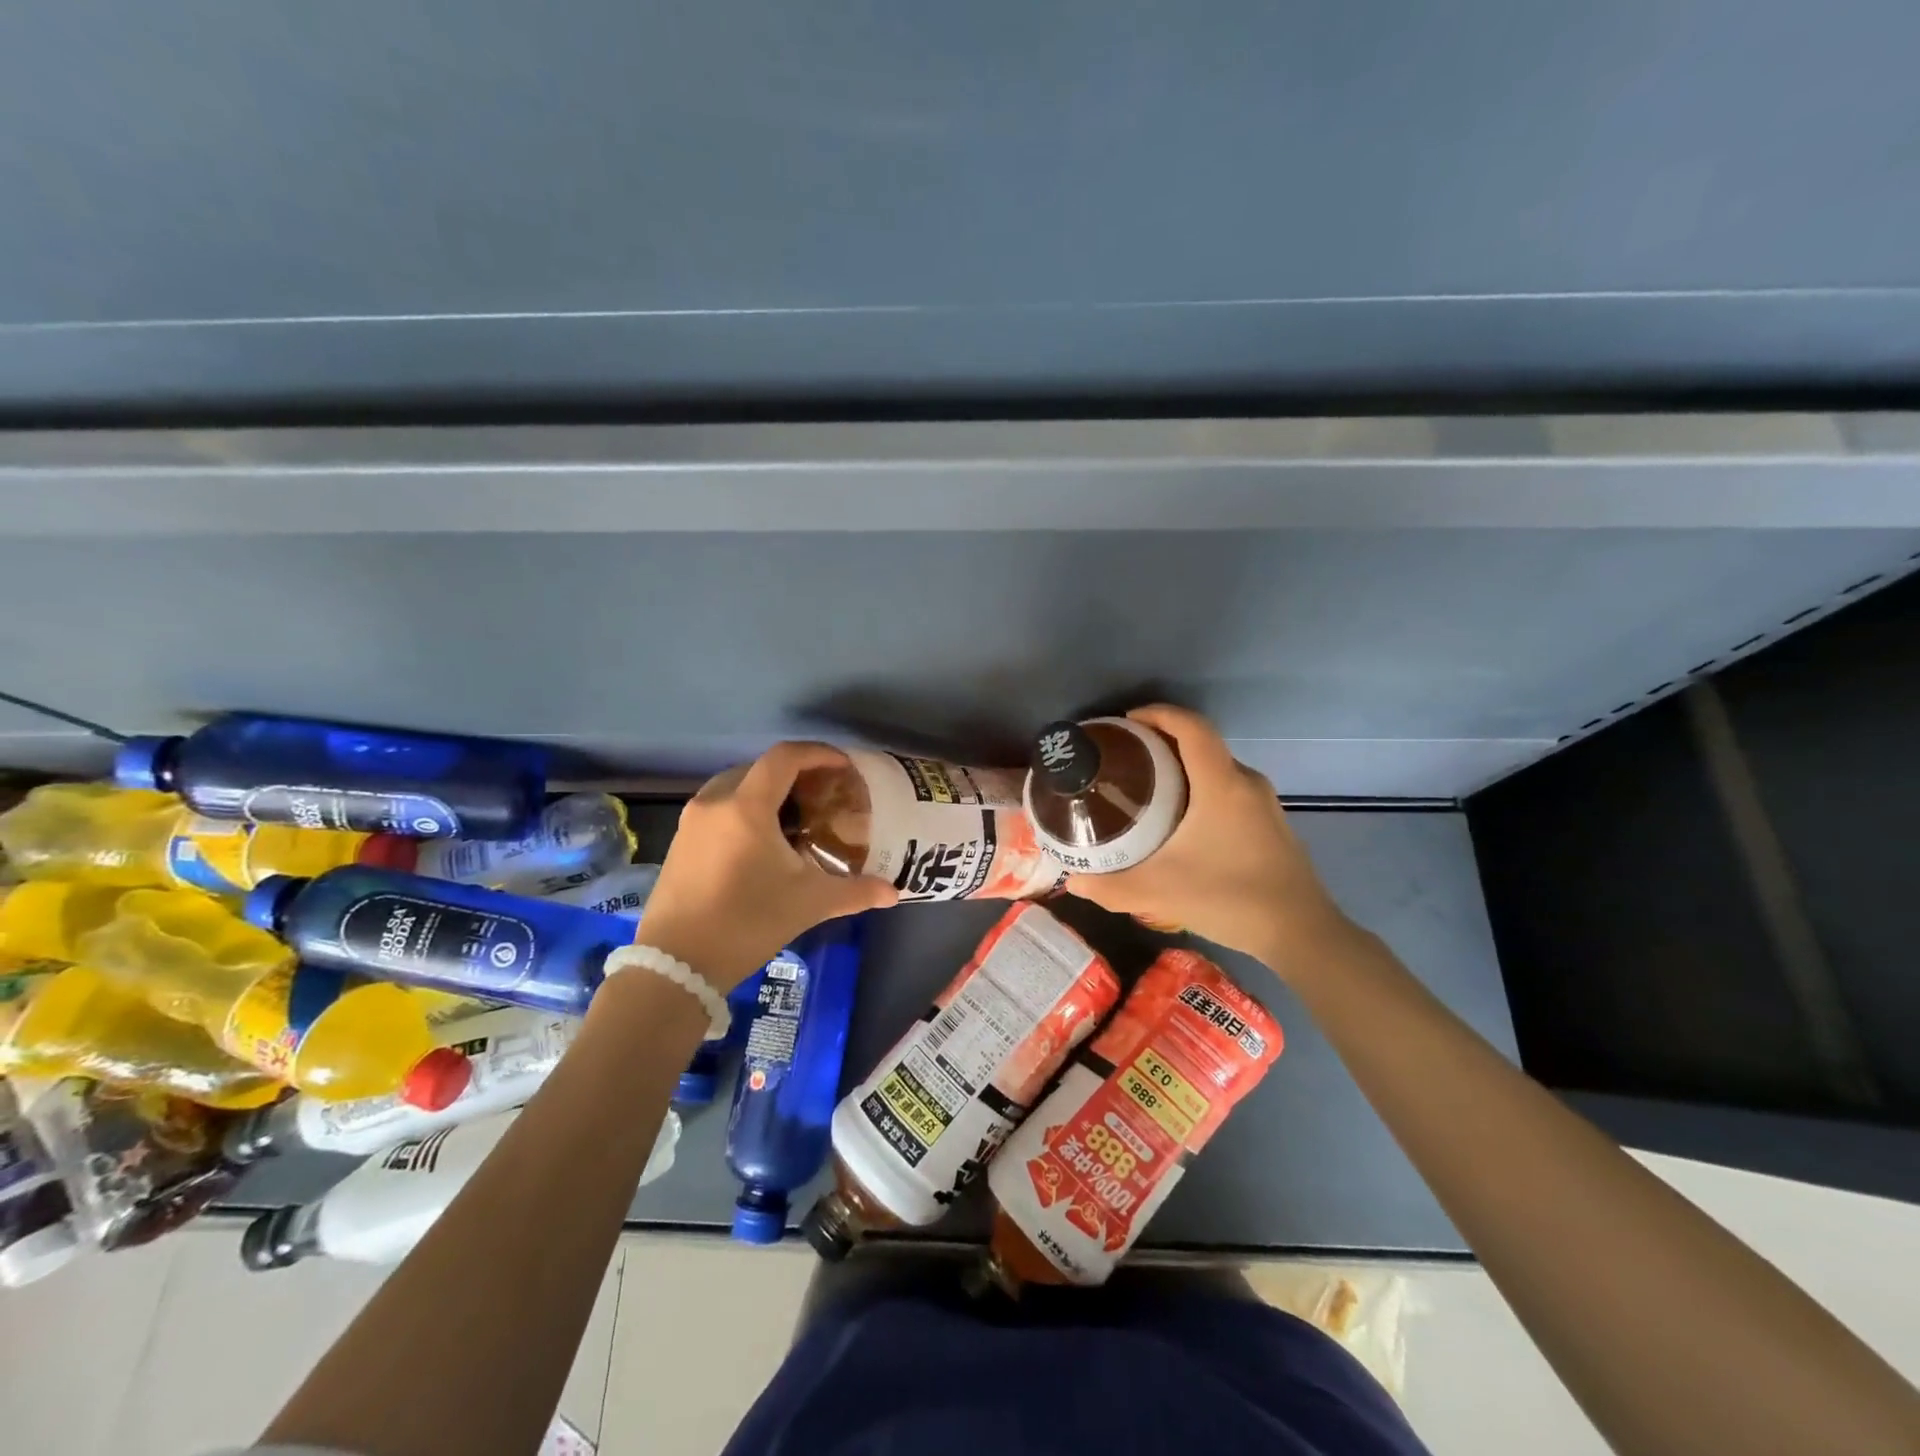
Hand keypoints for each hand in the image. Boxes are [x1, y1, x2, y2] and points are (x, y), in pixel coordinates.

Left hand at [637, 741, 898, 989]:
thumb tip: (894, 892)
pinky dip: (743, 808)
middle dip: (794, 773)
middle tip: (822, 793)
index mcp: (747, 806)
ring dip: (766, 790)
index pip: (784, 757)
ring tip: (793, 816)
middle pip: (759, 767)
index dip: (818, 753)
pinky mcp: (679, 840)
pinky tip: (760, 841)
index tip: (843, 765)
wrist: (676, 965)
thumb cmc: (747, 922)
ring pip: (735, 785)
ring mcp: (691, 820)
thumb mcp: (808, 904)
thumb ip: (855, 891)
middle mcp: (715, 801)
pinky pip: (717, 806)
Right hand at [1063, 705, 1353, 978]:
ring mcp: (1264, 803)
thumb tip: (1071, 880)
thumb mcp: (1159, 892)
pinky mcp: (1271, 823)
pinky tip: (1181, 820)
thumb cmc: (1230, 898)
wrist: (1301, 933)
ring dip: (1183, 767)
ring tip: (1147, 786)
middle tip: (1125, 758)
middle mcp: (1246, 782)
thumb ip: (1110, 887)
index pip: (1191, 726)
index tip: (1126, 722)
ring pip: (1217, 767)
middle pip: (1202, 743)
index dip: (1158, 713)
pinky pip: (1230, 788)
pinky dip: (1201, 788)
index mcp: (1221, 784)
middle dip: (1162, 741)